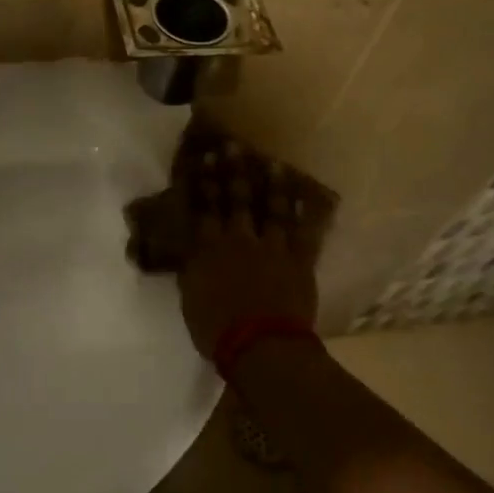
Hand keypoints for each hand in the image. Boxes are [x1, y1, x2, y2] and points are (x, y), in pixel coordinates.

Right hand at [177, 140, 319, 357]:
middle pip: (235, 199)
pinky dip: (306, 214)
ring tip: (271, 162)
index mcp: (208, 248)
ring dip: (271, 184)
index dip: (203, 181)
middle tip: (232, 147)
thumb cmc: (216, 329)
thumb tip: (185, 253)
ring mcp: (272, 247)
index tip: (203, 158)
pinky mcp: (299, 261)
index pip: (203, 207)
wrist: (261, 345)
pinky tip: (308, 197)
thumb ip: (189, 270)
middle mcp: (239, 239)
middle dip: (233, 171)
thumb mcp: (189, 298)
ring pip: (272, 208)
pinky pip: (305, 232)